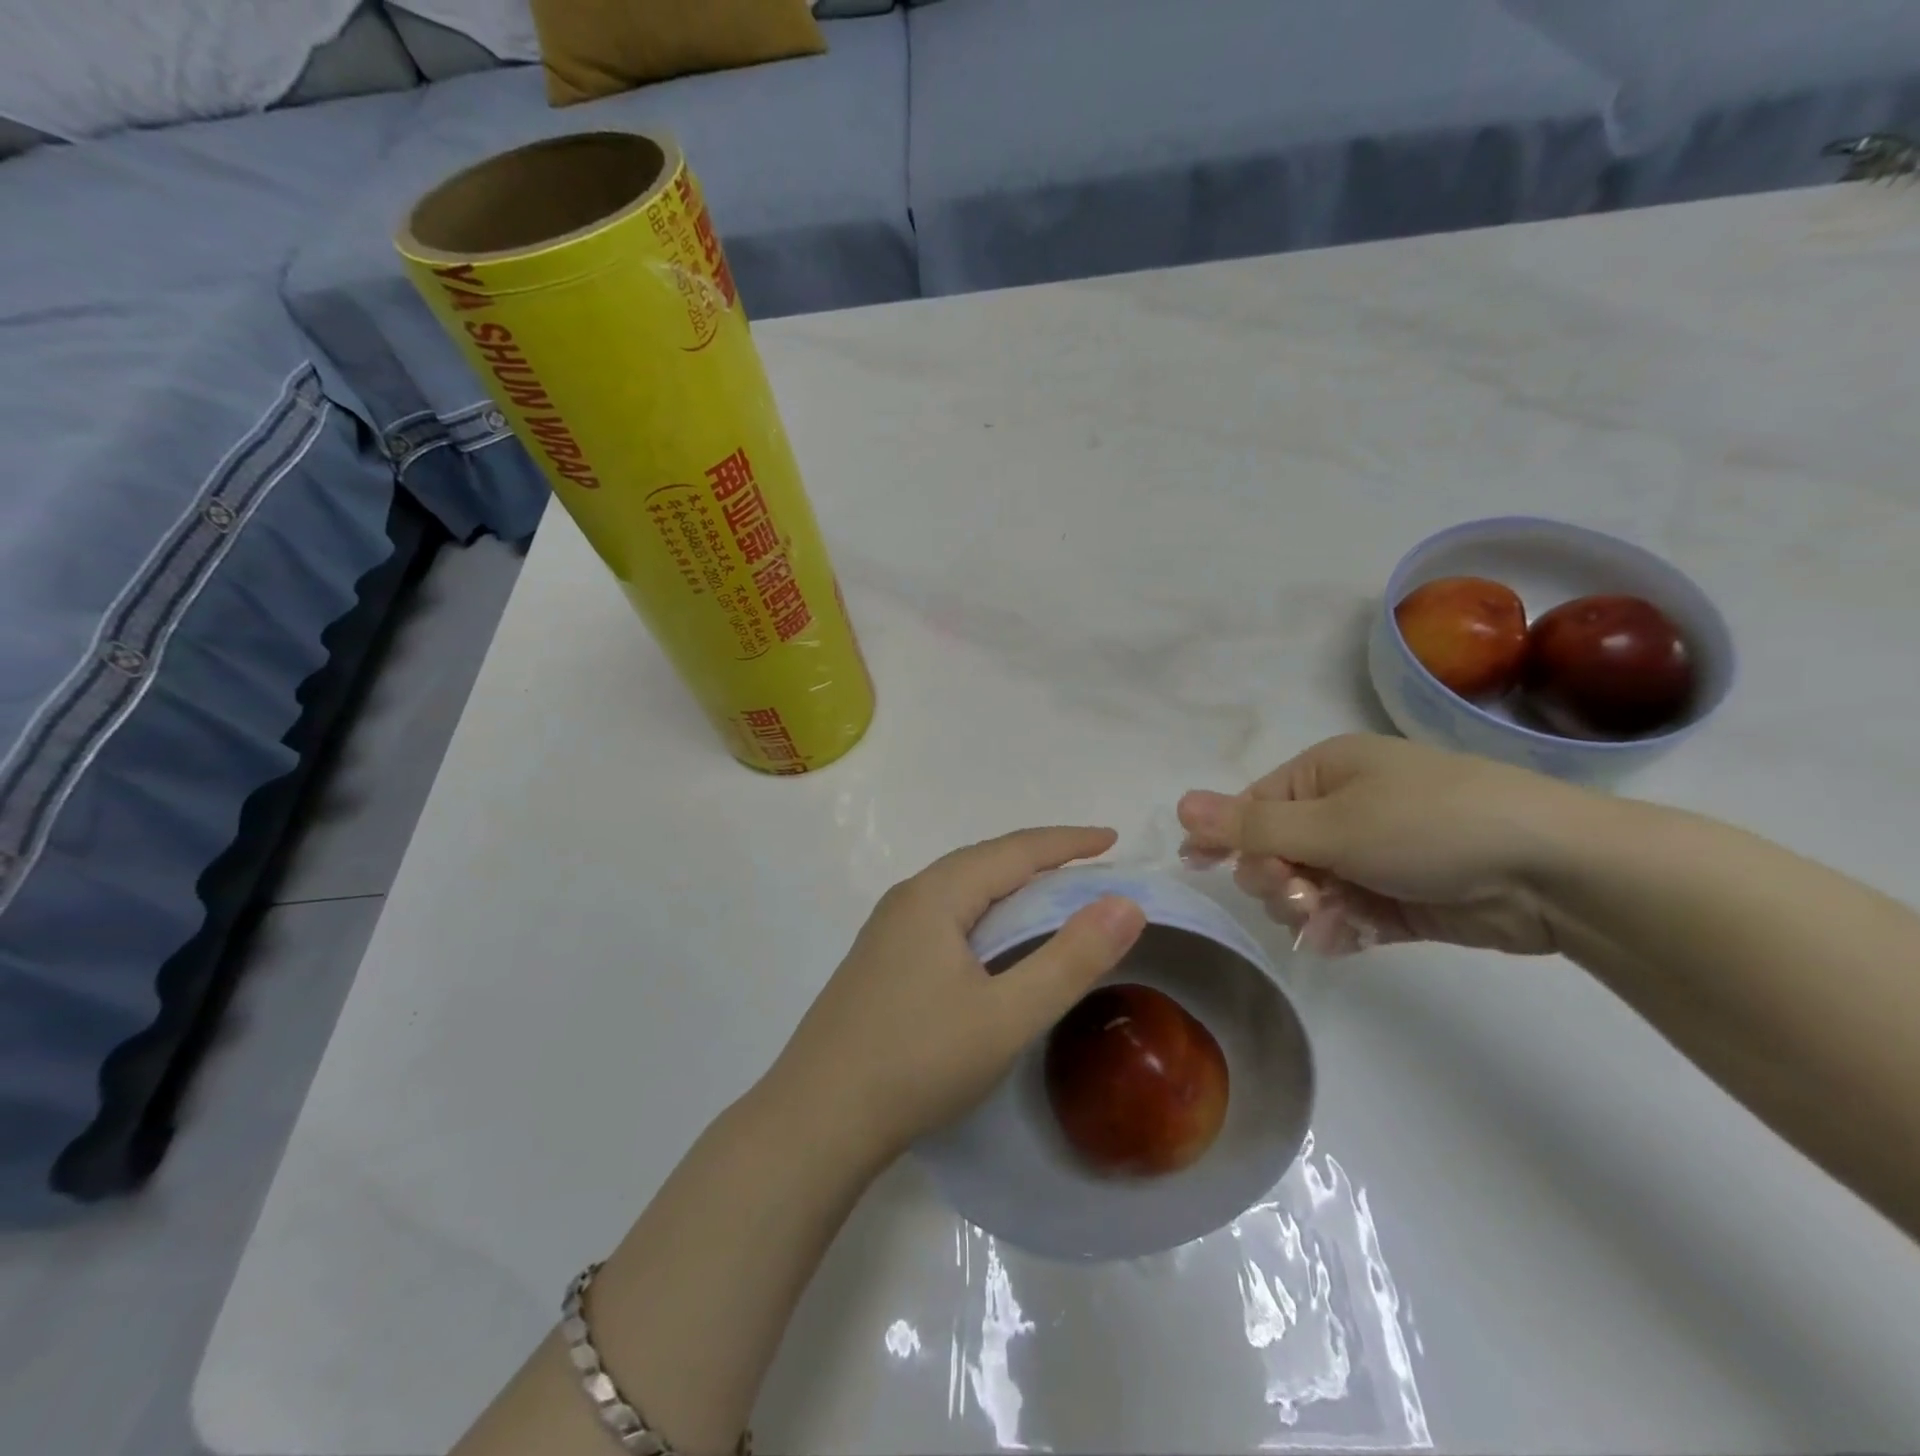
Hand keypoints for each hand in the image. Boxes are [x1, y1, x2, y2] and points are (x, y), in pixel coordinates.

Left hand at [769, 827, 1146, 1161]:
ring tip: (1051, 896)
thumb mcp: (1007, 1016)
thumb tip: (1126, 903)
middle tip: (1090, 867)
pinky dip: (984, 913)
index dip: (1068, 842)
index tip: (1113, 839)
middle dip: (1041, 858)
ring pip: (961, 889)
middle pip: (984, 861)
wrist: (816, 1121)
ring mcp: (887, 930)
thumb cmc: (917, 1062)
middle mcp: (908, 898)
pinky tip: (993, 941)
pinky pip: (945, 915)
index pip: (1015, 851)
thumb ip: (1070, 959)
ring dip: (1010, 885)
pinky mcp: (880, 961)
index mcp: (936, 895)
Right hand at [1177, 734, 1584, 954]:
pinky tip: (1344, 940)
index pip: (1252, 806)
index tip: (1199, 867)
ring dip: (1306, 909)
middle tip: (1295, 894)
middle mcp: (1345, 809)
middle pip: (1275, 851)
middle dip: (1274, 878)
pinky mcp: (1400, 897)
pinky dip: (1340, 930)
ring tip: (1329, 920)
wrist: (1553, 871)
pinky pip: (1346, 916)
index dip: (1225, 837)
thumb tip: (1181, 805)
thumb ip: (1251, 826)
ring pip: (1308, 889)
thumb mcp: (1331, 824)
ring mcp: (1373, 855)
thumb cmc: (1428, 824)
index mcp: (1325, 773)